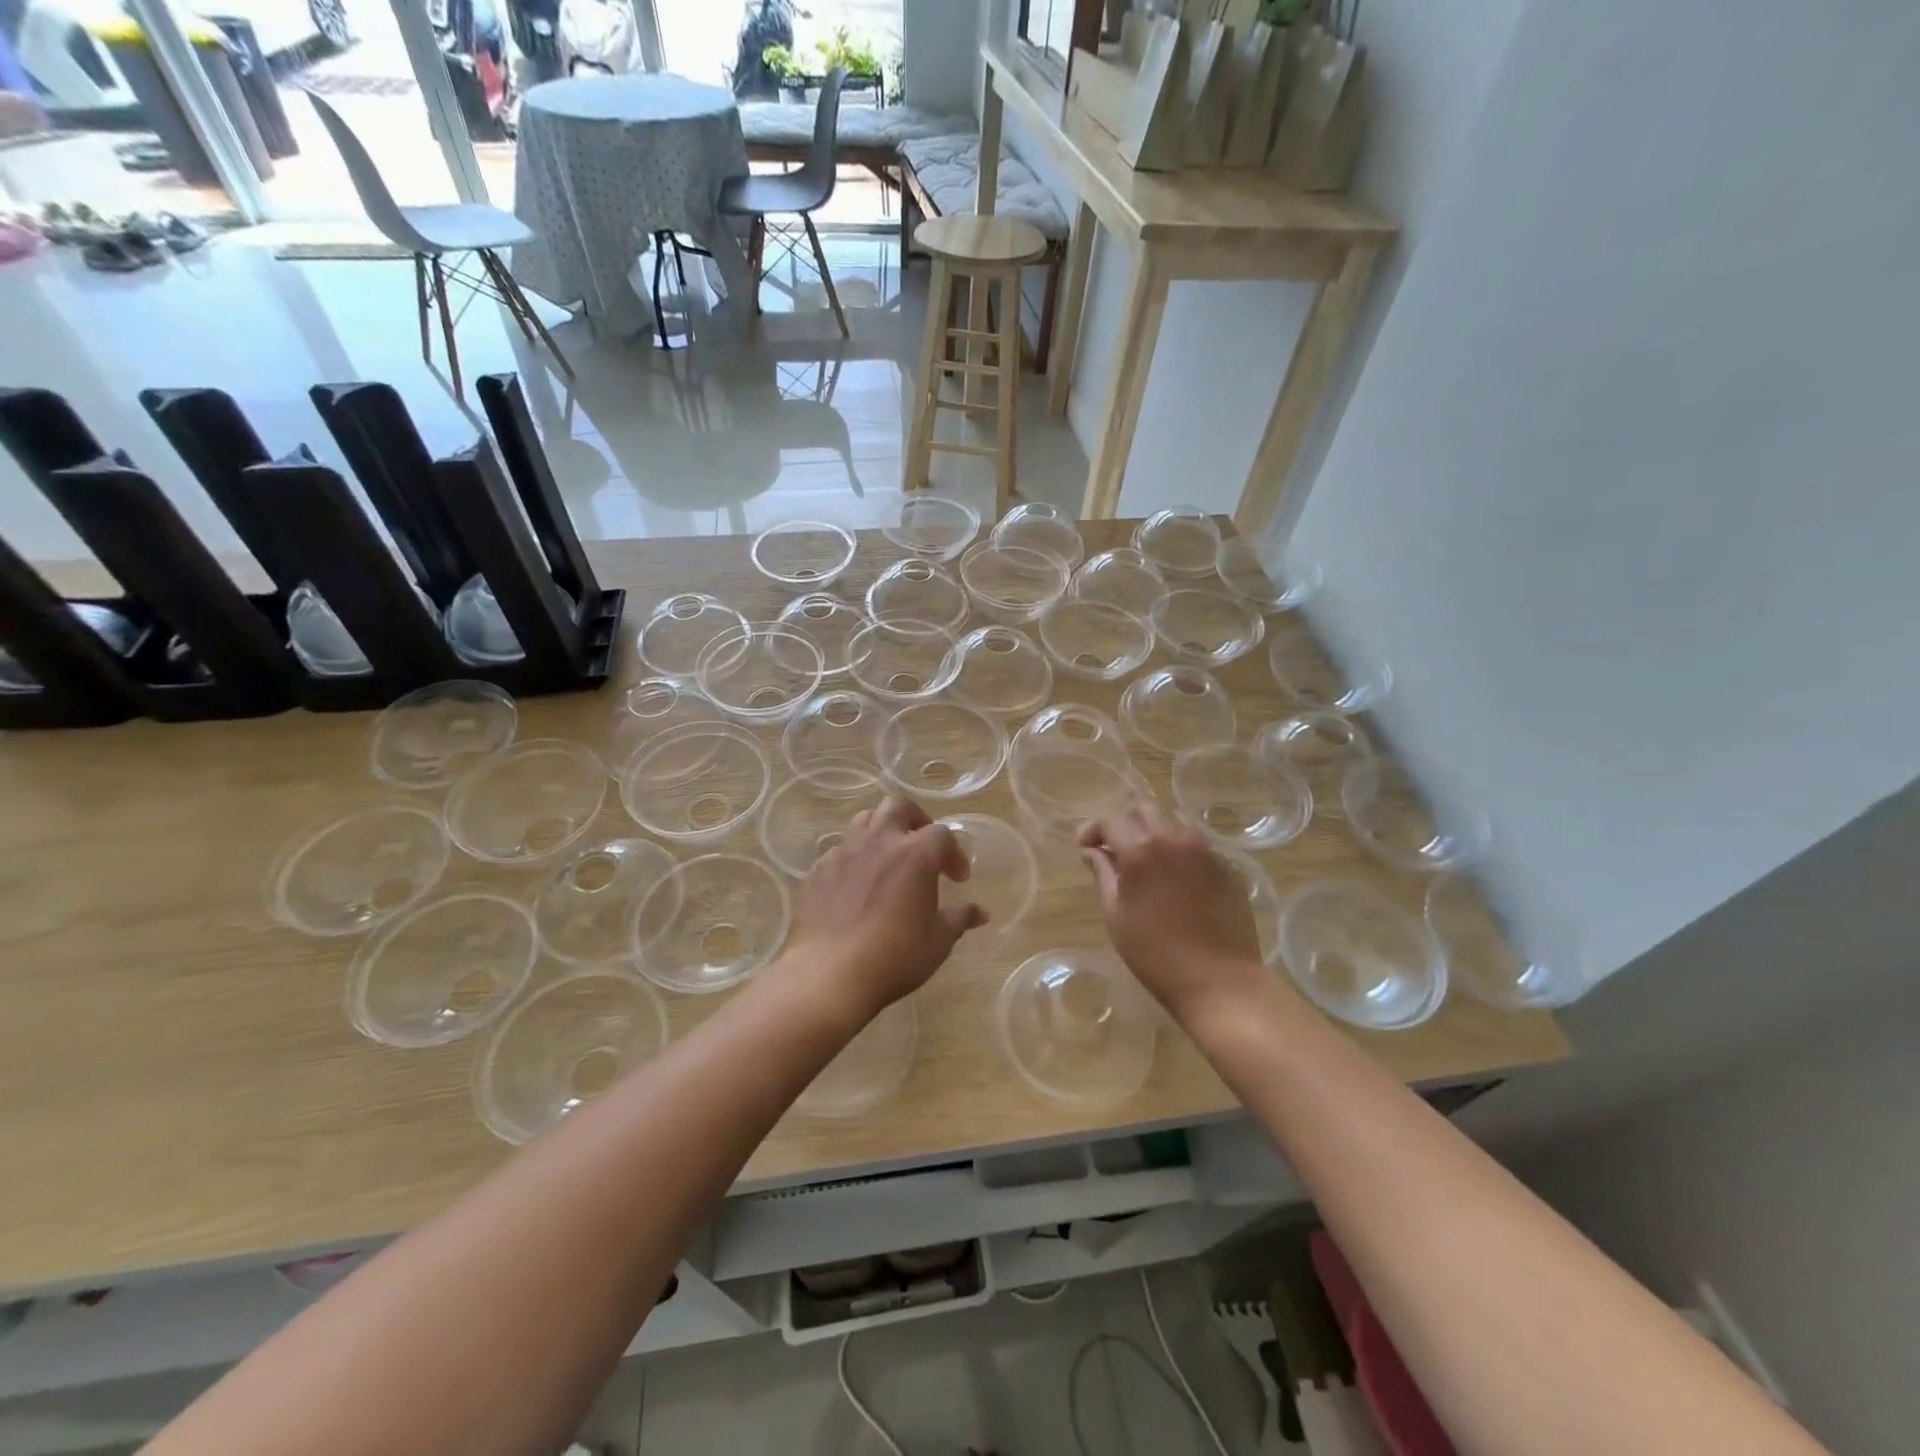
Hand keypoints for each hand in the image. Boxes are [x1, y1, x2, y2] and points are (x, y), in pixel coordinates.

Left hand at [782, 796, 985, 1019]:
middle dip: (915, 819)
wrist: (829, 974)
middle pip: (899, 807)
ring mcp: (844, 852)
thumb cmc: (894, 956)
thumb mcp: (938, 941)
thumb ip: (960, 918)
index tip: (957, 879)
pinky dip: (853, 859)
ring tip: (887, 858)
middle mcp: (879, 841)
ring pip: (864, 820)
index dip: (954, 853)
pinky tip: (855, 886)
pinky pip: (839, 851)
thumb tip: (980, 912)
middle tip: (922, 845)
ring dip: (881, 831)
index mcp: (915, 853)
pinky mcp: (817, 870)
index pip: (942, 834)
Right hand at [1078, 804, 1269, 1023]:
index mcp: (1141, 849)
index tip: (1084, 847)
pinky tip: (1176, 883)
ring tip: (1147, 866)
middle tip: (1116, 851)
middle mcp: (1175, 839)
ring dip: (1155, 836)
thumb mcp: (1116, 916)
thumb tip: (1092, 852)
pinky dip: (1179, 854)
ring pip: (1174, 825)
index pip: (1110, 820)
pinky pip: (1197, 847)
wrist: (1220, 982)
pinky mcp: (1227, 868)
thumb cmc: (1156, 955)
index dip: (1093, 829)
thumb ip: (1103, 875)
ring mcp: (1206, 851)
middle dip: (1126, 824)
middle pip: (1145, 811)